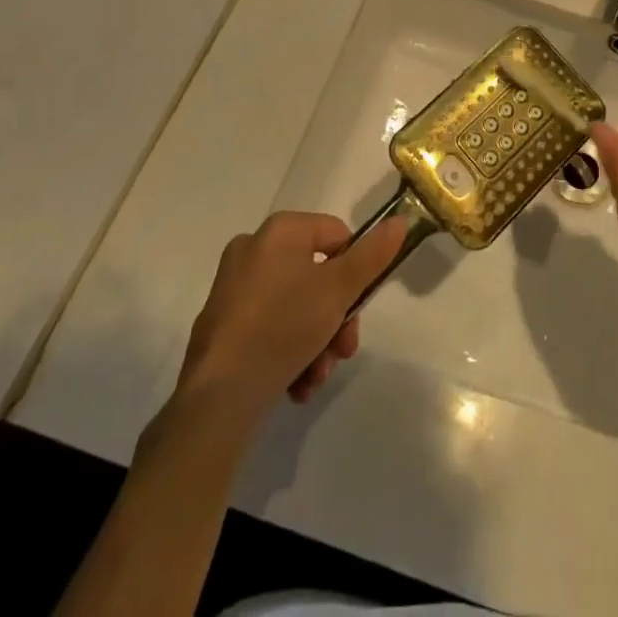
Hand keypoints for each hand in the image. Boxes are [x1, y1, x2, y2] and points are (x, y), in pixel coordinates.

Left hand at [175, 211, 407, 422]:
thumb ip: (372, 255)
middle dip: (335, 318)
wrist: (217, 397)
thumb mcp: (338, 291)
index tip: (358, 310)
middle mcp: (253, 249)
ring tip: (315, 378)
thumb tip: (400, 220)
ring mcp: (234, 287)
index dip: (355, 272)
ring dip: (316, 341)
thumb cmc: (283, 327)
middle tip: (342, 352)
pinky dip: (289, 350)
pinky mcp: (222, 324)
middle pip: (317, 276)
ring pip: (295, 306)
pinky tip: (296, 385)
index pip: (336, 236)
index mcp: (280, 230)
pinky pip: (270, 326)